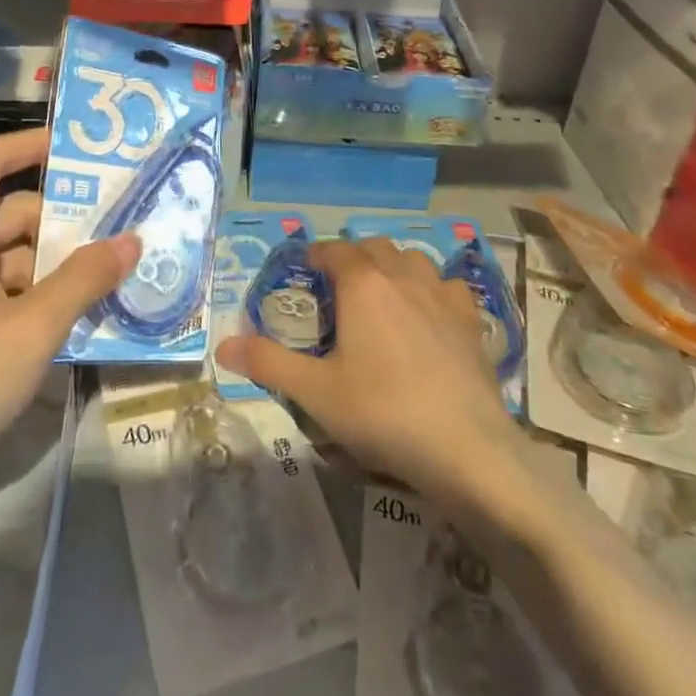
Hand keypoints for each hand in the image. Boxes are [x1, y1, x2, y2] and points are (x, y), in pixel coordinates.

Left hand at [0, 128, 139, 517]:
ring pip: (6, 258)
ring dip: (53, 267)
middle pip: (10, 213)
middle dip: (64, 222)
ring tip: (108, 284)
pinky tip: (67, 324)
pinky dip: (31, 298)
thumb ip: (83, 281)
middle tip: (122, 234)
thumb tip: (131, 239)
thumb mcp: (30, 330)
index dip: (33, 145)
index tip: (82, 150)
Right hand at [215, 237, 513, 496]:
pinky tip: (430, 313)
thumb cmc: (383, 412)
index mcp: (363, 284)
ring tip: (382, 293)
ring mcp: (442, 295)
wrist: (466, 448)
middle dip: (353, 257)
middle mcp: (403, 276)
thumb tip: (224, 346)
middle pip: (374, 247)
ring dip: (393, 266)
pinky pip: (448, 286)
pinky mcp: (471, 320)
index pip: (334, 250)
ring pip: (413, 259)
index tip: (304, 267)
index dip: (316, 254)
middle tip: (337, 286)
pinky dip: (433, 289)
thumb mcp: (316, 392)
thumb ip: (268, 363)